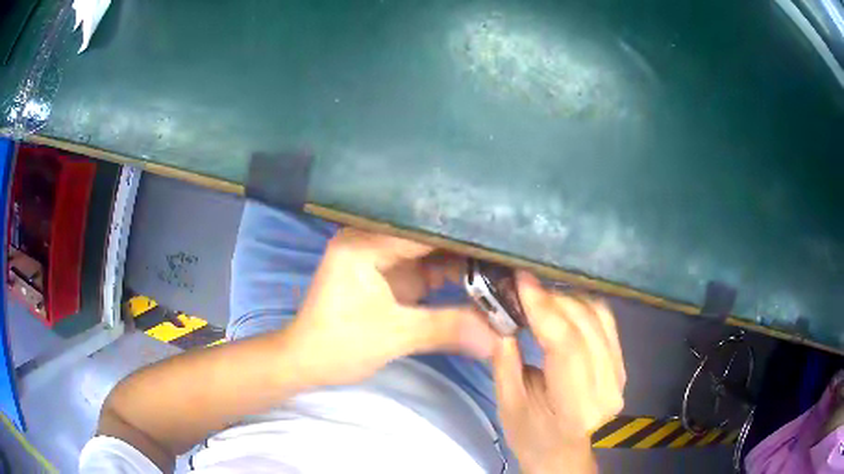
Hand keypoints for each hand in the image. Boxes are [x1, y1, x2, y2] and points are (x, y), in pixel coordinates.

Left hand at [281, 228, 498, 386]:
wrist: (308, 362)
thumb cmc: (339, 344)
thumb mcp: (394, 336)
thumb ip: (447, 329)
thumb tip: (499, 335)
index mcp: (365, 243)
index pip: (424, 227)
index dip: (464, 232)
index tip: (504, 237)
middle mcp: (374, 241)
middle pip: (431, 237)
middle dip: (469, 246)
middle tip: (512, 250)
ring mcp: (383, 258)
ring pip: (433, 253)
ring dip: (464, 262)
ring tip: (506, 263)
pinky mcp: (390, 276)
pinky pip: (428, 270)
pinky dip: (452, 278)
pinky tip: (482, 279)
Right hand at [492, 272, 625, 473]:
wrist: (565, 455)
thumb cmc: (533, 438)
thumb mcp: (509, 406)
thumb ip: (505, 362)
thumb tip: (502, 318)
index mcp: (576, 406)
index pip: (565, 345)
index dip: (544, 307)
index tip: (521, 280)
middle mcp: (607, 387)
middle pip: (585, 324)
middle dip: (552, 298)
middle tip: (524, 287)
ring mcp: (619, 375)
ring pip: (599, 317)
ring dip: (568, 299)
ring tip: (540, 296)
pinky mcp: (621, 365)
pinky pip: (606, 323)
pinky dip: (583, 307)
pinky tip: (563, 306)